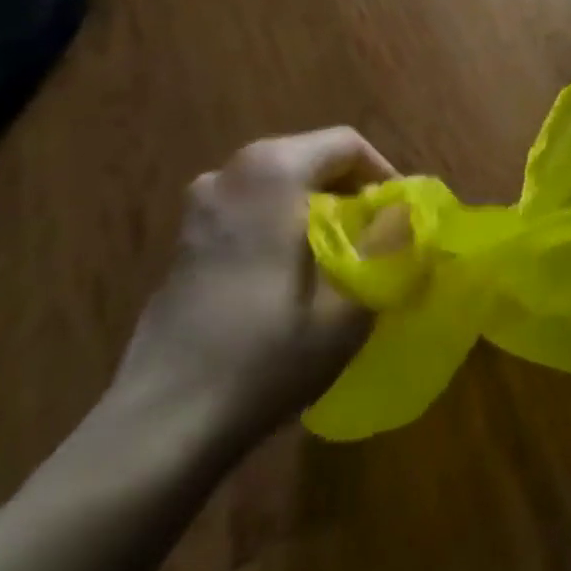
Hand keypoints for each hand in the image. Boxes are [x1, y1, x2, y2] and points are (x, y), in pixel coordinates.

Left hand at [112, 128, 397, 448]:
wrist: (160, 426)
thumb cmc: (265, 353)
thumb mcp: (349, 303)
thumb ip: (389, 246)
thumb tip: (409, 212)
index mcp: (274, 170)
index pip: (346, 144)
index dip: (383, 173)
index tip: (397, 217)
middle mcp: (232, 172)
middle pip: (310, 159)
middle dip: (348, 192)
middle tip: (372, 237)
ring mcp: (200, 206)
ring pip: (278, 186)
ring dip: (312, 209)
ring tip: (334, 257)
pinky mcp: (182, 241)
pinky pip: (248, 210)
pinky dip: (277, 225)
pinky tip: (285, 278)